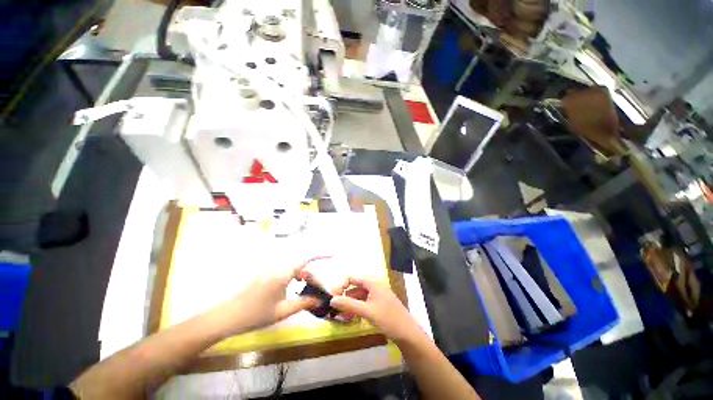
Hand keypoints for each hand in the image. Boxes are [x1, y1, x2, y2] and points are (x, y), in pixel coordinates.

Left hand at [216, 259, 322, 335]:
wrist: (224, 317)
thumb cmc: (254, 315)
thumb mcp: (282, 311)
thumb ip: (303, 303)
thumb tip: (319, 299)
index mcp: (283, 273)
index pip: (306, 259)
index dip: (320, 254)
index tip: (332, 254)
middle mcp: (276, 266)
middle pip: (299, 262)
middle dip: (310, 269)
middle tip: (315, 282)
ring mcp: (268, 269)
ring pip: (290, 265)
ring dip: (300, 272)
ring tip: (303, 285)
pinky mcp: (262, 273)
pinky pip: (282, 269)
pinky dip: (290, 274)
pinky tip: (288, 287)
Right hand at [330, 277, 422, 341]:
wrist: (408, 334)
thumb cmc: (388, 319)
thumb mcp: (367, 311)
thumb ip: (349, 304)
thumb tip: (332, 300)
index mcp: (373, 283)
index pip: (353, 278)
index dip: (342, 284)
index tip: (333, 296)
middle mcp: (375, 286)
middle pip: (356, 287)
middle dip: (345, 296)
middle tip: (335, 306)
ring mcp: (378, 296)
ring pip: (360, 296)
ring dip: (350, 304)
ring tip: (341, 315)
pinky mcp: (379, 305)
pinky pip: (365, 303)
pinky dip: (357, 308)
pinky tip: (351, 317)